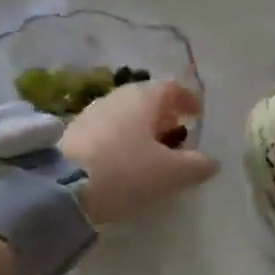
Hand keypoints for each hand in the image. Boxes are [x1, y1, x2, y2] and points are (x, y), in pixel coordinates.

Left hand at [61, 81, 218, 224]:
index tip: (197, 114)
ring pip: (127, 112)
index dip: (188, 99)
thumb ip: (195, 166)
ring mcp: (94, 110)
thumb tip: (212, 161)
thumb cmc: (125, 171)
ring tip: (151, 150)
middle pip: (148, 99)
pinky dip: (122, 136)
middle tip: (176, 134)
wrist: (61, 186)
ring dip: (142, 126)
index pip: (172, 87)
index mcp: (145, 98)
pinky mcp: (74, 129)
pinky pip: (108, 126)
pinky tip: (122, 158)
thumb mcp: (168, 174)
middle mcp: (119, 96)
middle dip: (164, 115)